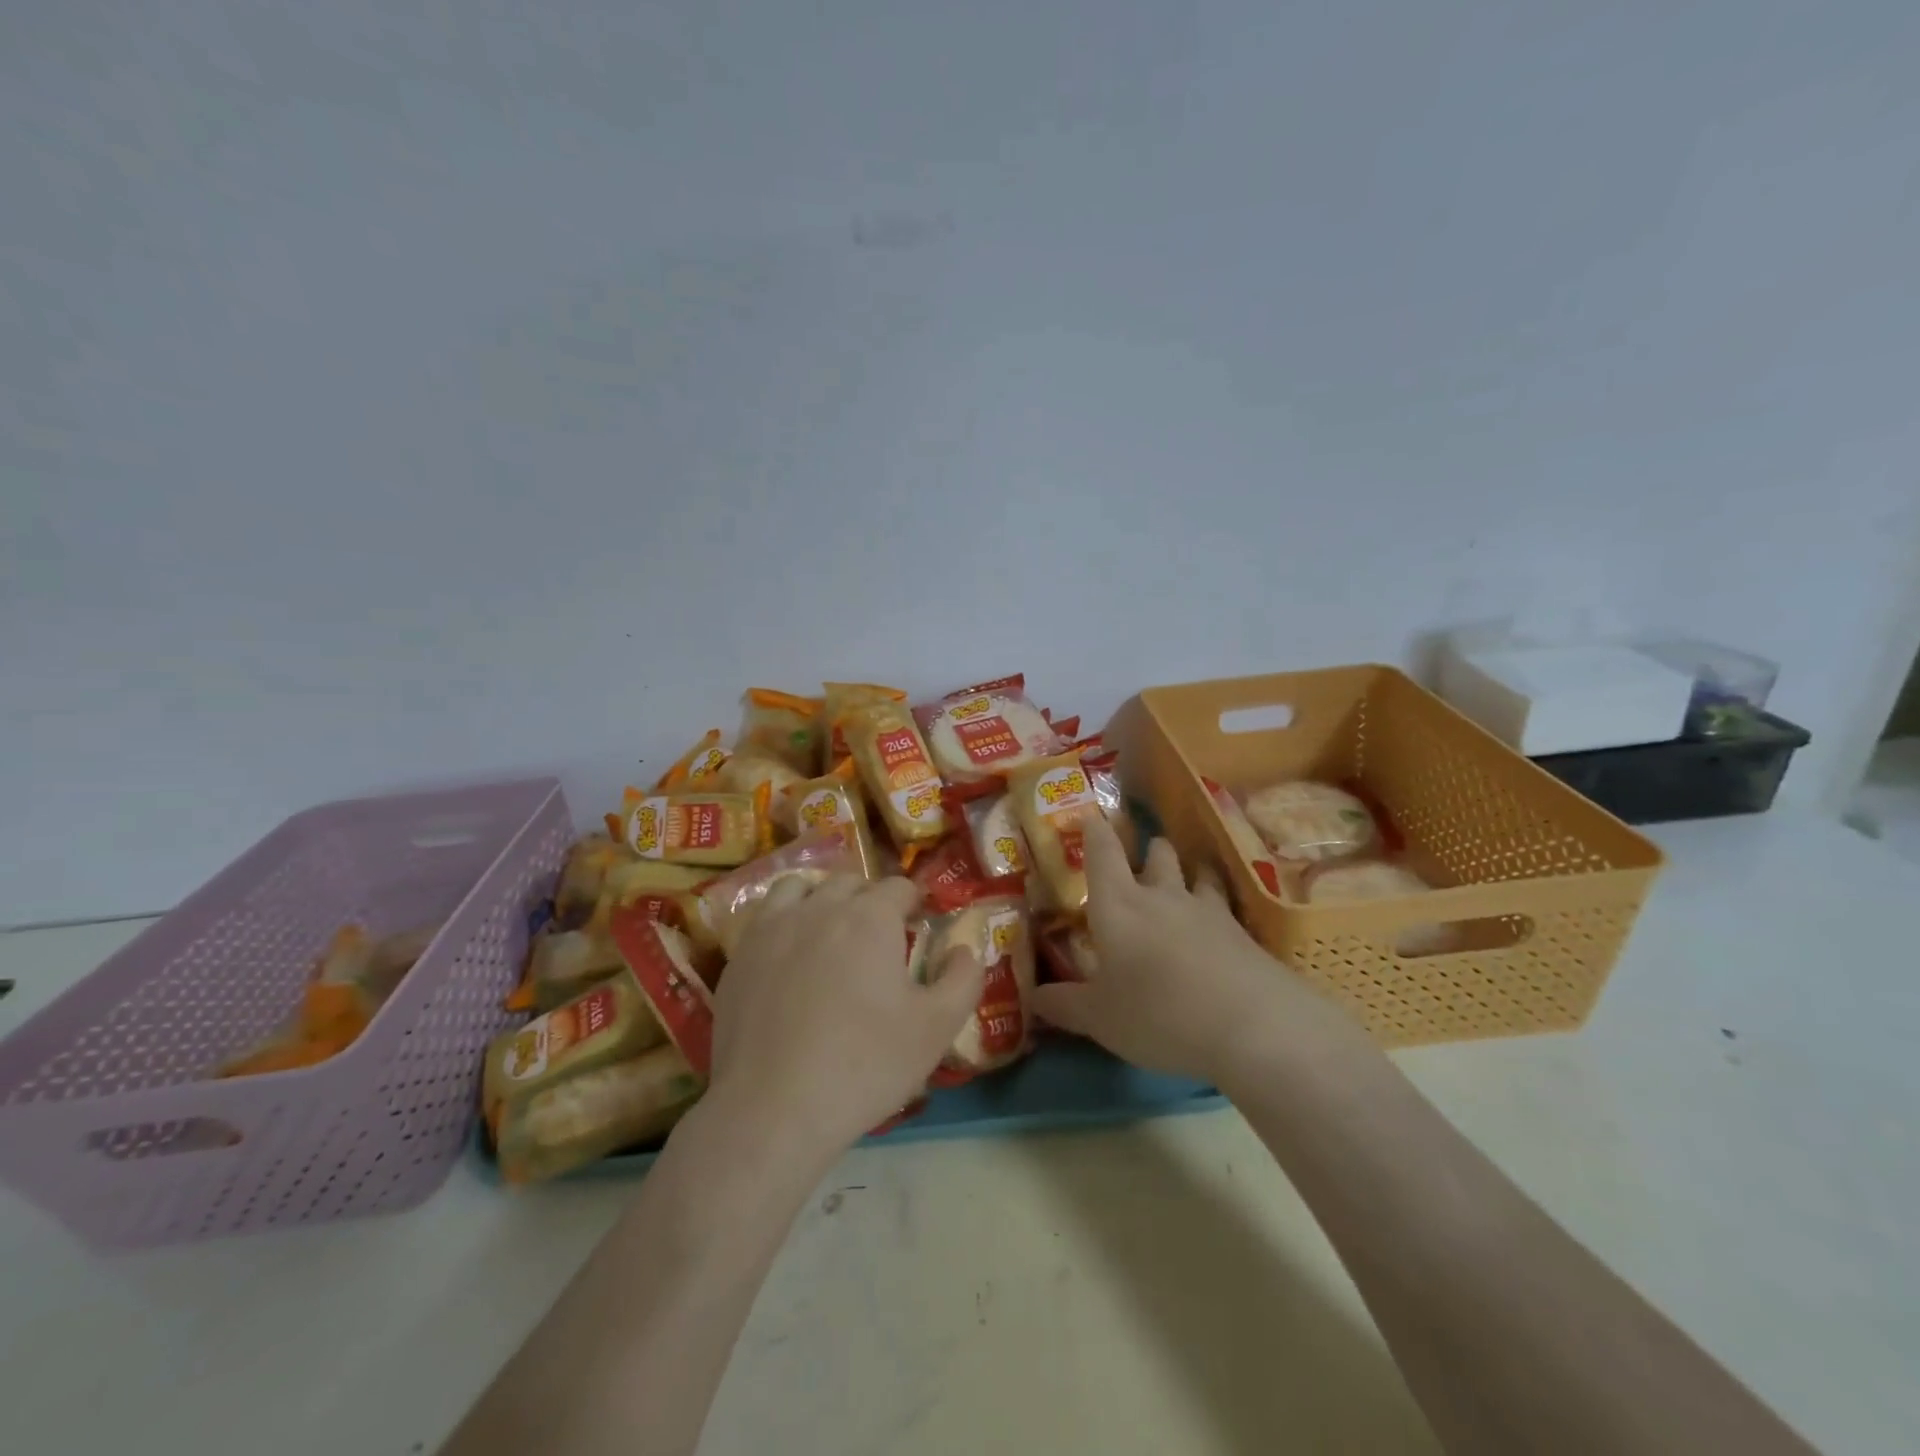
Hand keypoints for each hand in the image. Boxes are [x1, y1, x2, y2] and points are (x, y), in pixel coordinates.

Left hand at [702, 874, 986, 1160]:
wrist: (772, 1109)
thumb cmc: (864, 1065)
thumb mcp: (936, 1028)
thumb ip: (963, 979)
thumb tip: (965, 949)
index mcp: (869, 917)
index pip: (898, 887)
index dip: (914, 902)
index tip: (919, 923)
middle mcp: (819, 907)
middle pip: (850, 883)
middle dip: (870, 899)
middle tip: (879, 936)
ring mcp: (772, 928)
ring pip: (801, 889)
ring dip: (822, 899)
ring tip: (830, 932)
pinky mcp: (739, 956)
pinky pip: (766, 918)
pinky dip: (785, 923)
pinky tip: (789, 958)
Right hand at [1030, 815, 1364, 1086]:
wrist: (1252, 1028)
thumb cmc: (1158, 1014)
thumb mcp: (1100, 1019)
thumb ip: (1065, 1005)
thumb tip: (1035, 998)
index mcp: (1117, 905)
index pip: (1102, 853)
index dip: (1095, 830)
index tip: (1090, 815)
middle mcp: (1162, 896)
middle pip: (1157, 852)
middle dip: (1148, 848)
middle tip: (1143, 856)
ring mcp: (1207, 910)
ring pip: (1196, 872)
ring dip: (1189, 870)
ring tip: (1187, 879)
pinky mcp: (1243, 933)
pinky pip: (1225, 905)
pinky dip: (1218, 906)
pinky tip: (1220, 925)